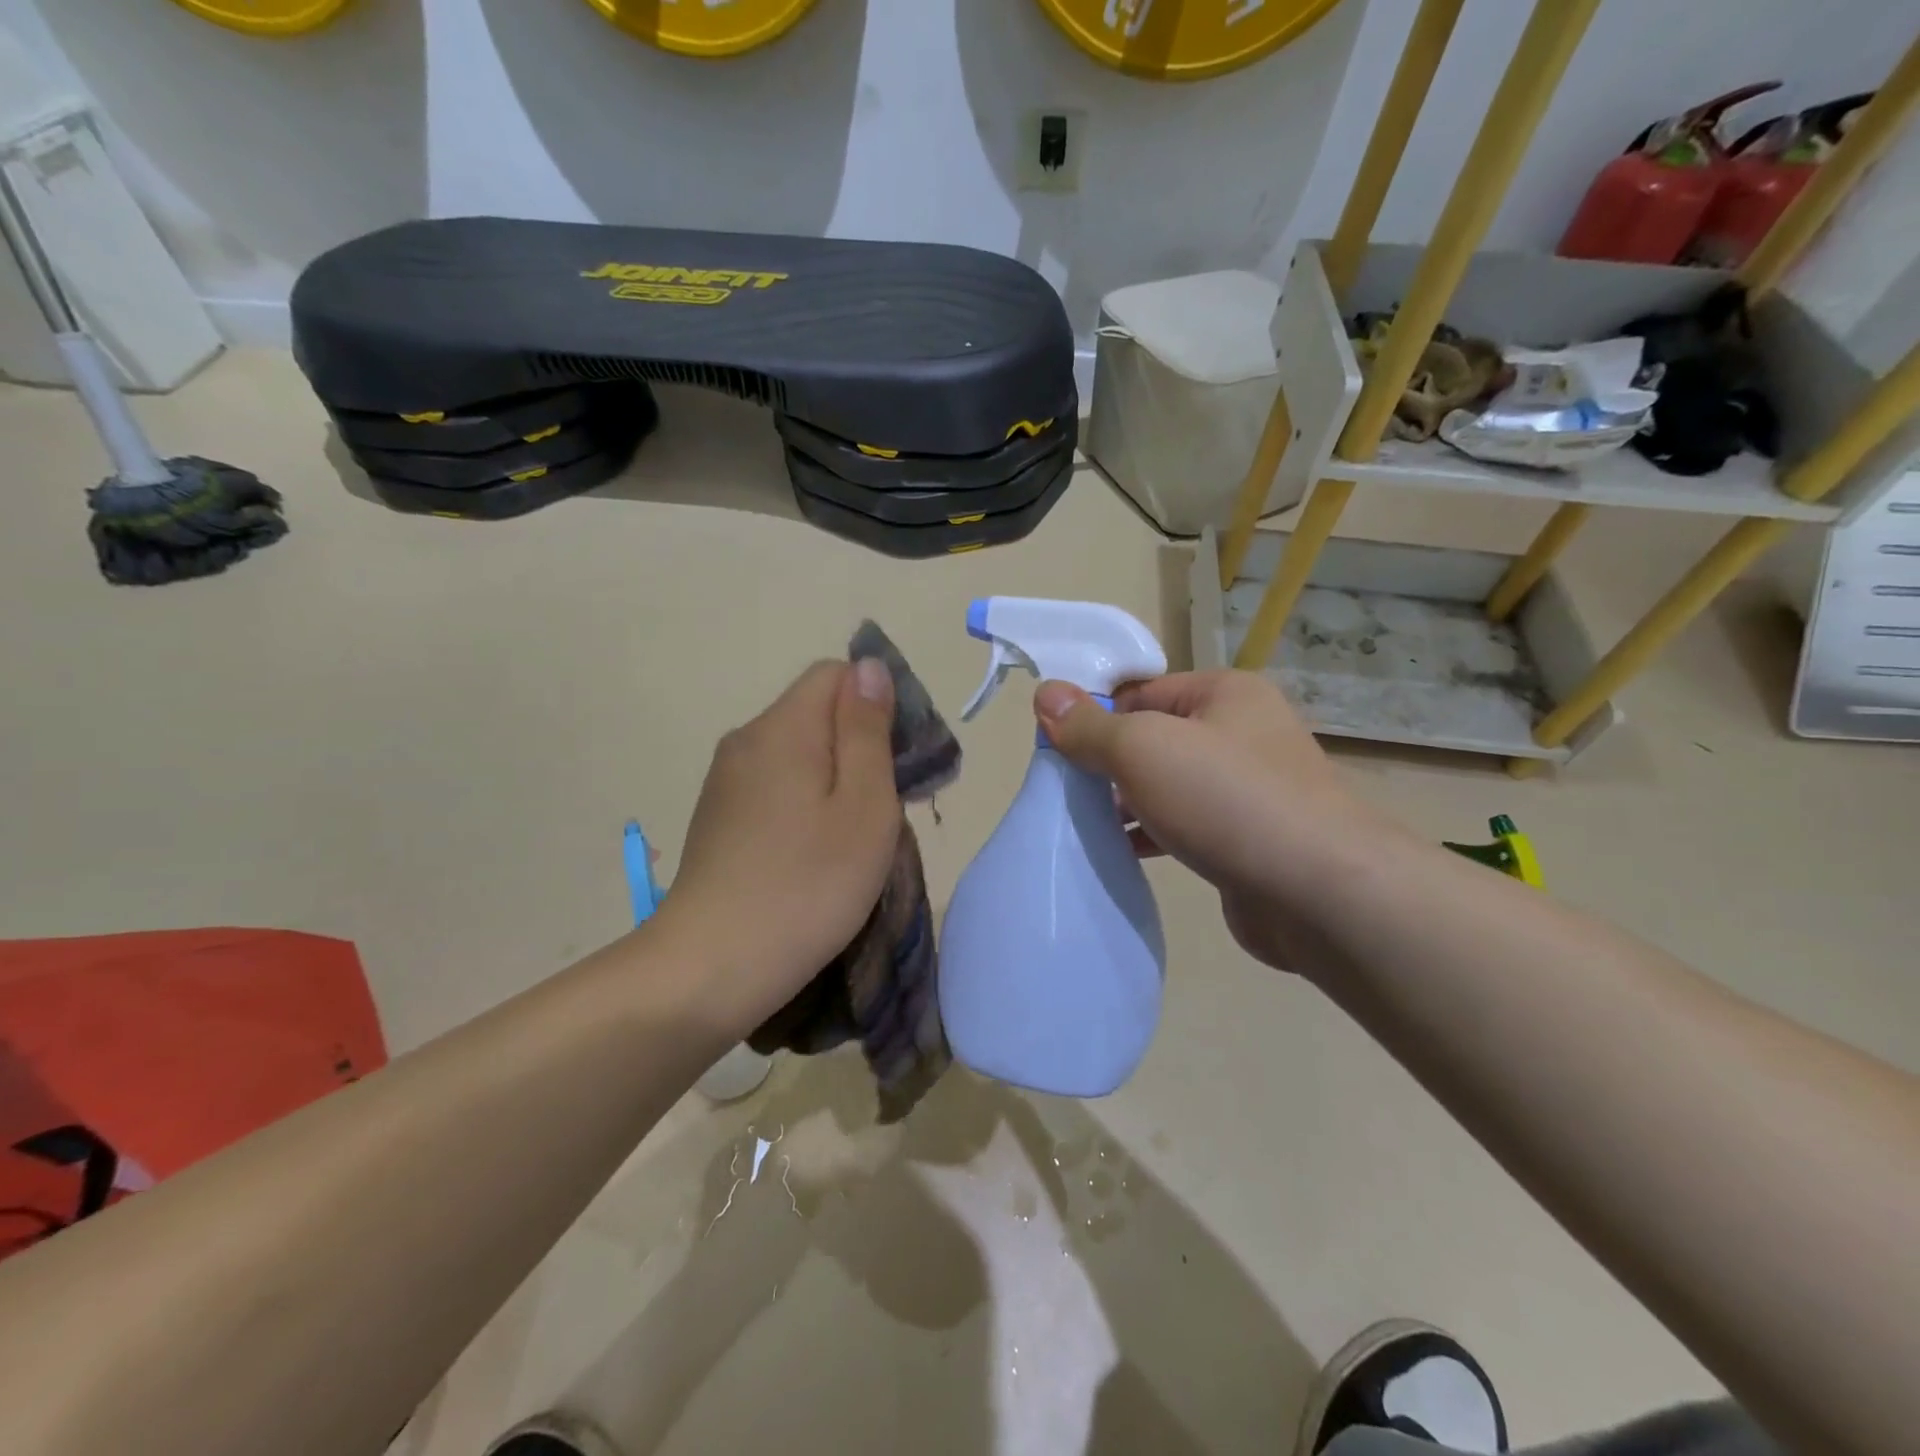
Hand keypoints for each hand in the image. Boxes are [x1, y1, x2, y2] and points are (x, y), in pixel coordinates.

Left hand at [652, 659, 900, 1035]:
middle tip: (887, 809)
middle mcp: (746, 739)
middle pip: (817, 712)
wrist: (710, 967)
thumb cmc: (807, 886)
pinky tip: (813, 853)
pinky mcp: (718, 816)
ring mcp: (726, 780)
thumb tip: (869, 666)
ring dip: (835, 779)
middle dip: (861, 745)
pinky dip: (805, 803)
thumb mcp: (863, 806)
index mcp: (783, 727)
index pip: (838, 673)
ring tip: (854, 838)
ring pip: (798, 752)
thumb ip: (867, 730)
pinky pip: (775, 784)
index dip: (879, 703)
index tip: (903, 760)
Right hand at [1033, 670, 1388, 978]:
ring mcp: (1248, 790)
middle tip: (1062, 790)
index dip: (1095, 715)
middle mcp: (1241, 733)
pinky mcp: (1245, 840)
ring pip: (1167, 785)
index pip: (1142, 691)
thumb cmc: (1225, 799)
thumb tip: (1045, 693)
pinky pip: (1184, 825)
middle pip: (1153, 738)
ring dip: (1125, 803)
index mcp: (1224, 694)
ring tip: (1079, 823)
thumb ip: (1090, 726)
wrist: (1318, 893)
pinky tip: (1118, 853)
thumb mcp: (1143, 749)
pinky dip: (1151, 835)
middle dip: (1107, 763)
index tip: (1055, 748)